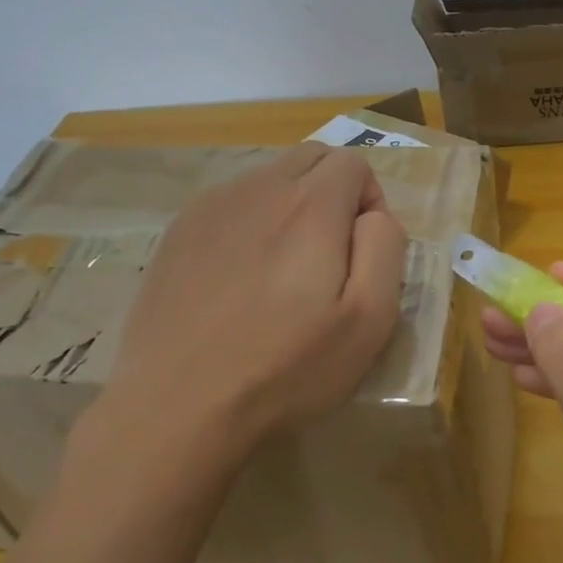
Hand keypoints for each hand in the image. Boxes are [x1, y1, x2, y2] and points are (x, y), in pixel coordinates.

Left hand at [68, 144, 405, 495]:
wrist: (178, 405)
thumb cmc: (285, 368)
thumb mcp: (368, 320)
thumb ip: (385, 248)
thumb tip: (373, 216)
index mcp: (309, 205)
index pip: (353, 162)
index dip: (371, 200)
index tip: (361, 252)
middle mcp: (258, 188)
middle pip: (310, 157)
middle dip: (333, 190)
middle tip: (330, 254)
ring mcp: (210, 207)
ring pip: (267, 178)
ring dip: (290, 206)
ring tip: (282, 271)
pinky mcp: (177, 232)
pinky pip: (229, 205)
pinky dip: (250, 224)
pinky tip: (239, 280)